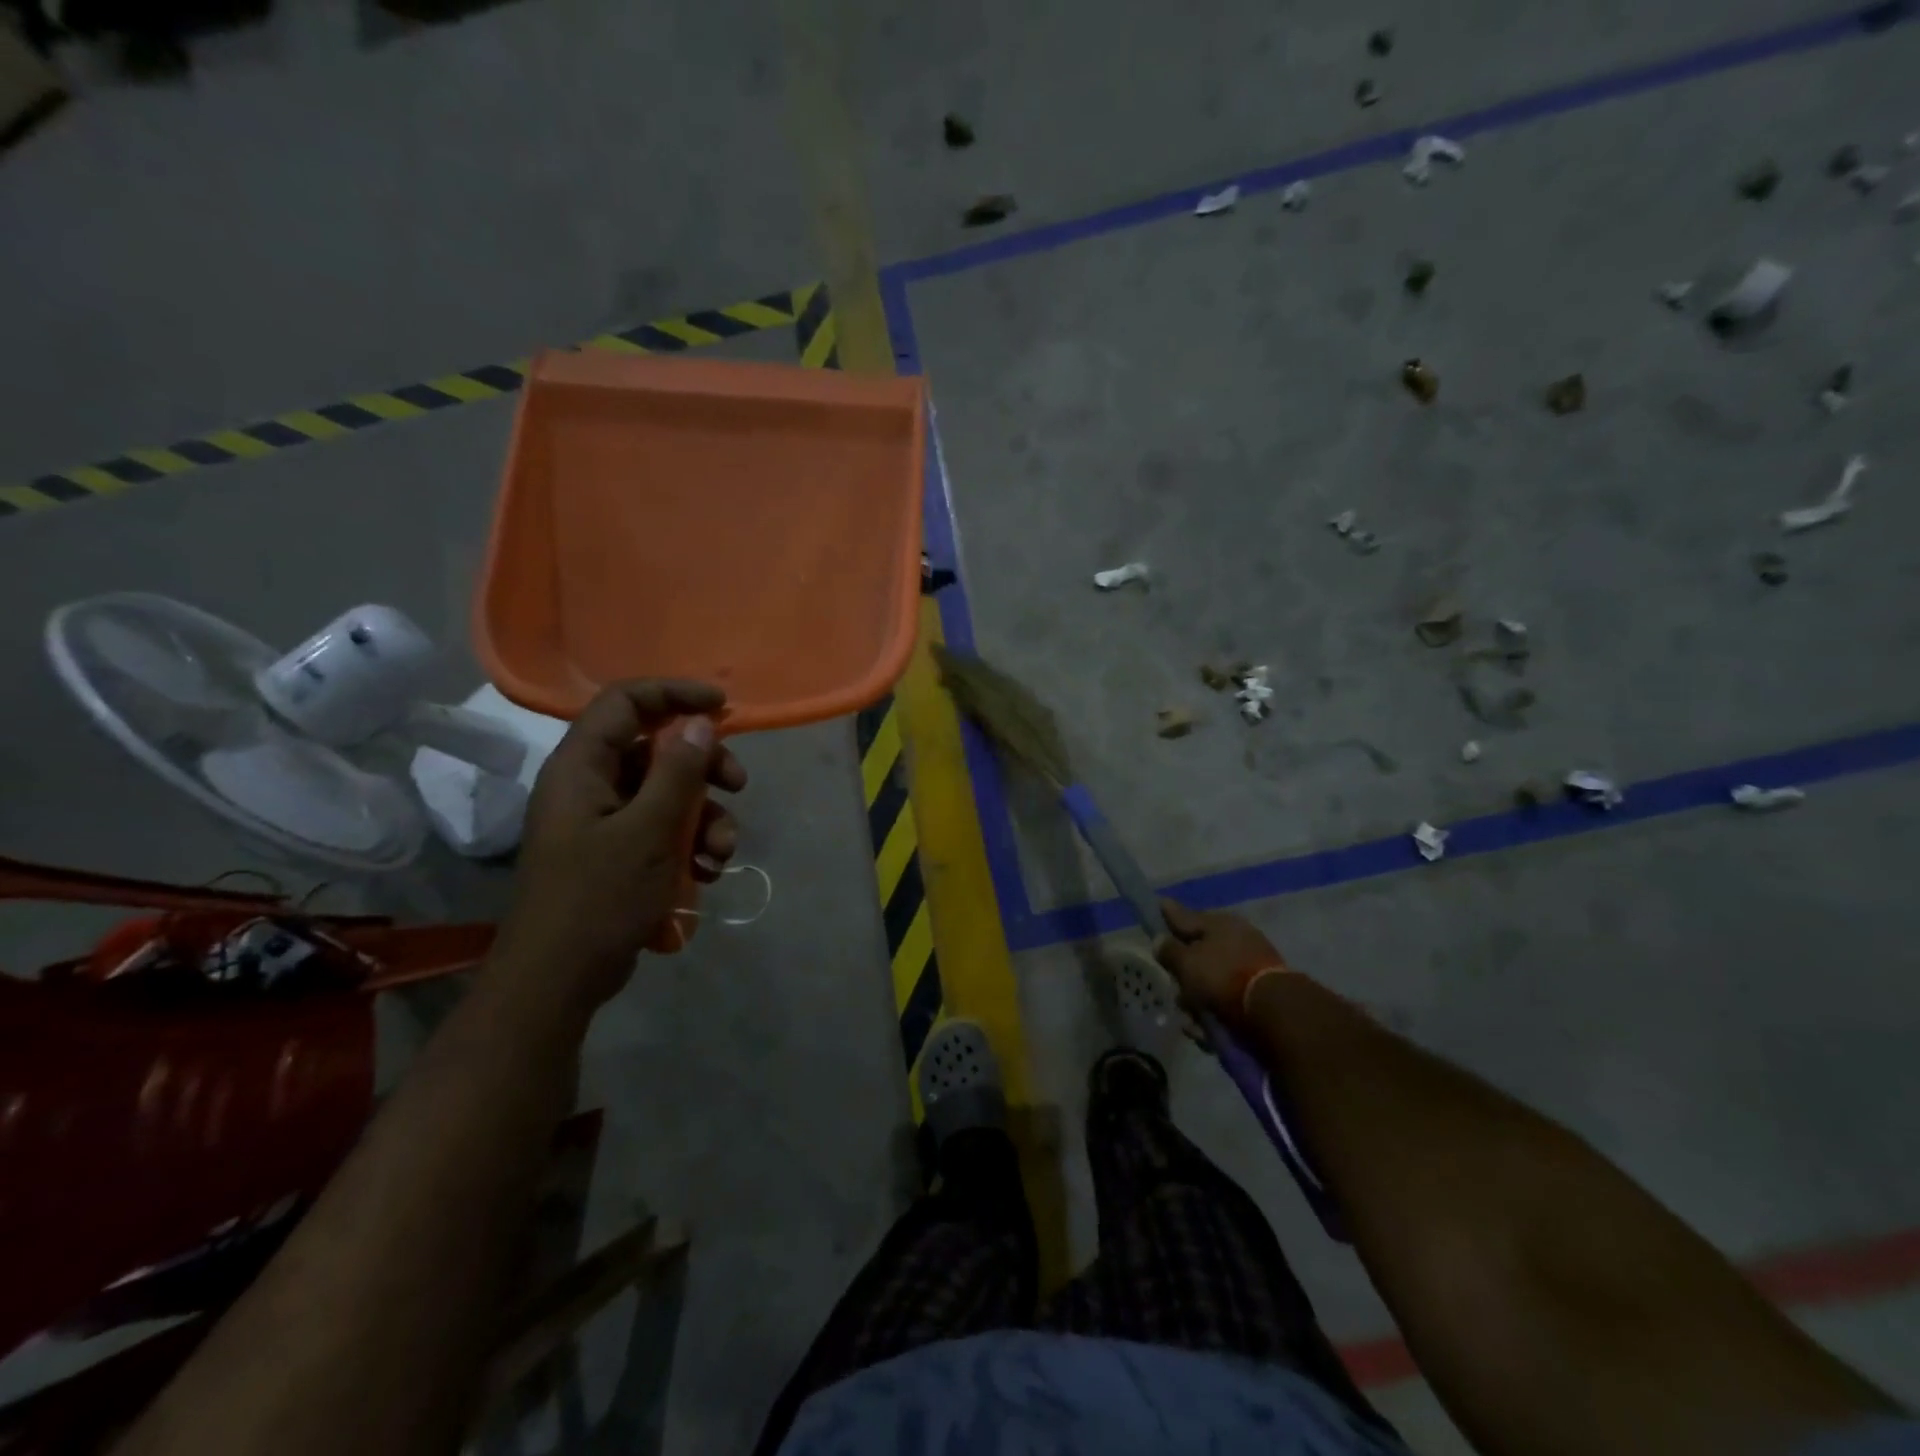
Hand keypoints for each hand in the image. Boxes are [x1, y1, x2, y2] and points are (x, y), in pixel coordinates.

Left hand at [497, 681, 748, 1011]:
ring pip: (668, 794)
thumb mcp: (649, 831)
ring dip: (704, 817)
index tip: (723, 706)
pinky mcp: (619, 853)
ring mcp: (605, 822)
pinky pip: (663, 829)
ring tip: (721, 854)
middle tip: (737, 785)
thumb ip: (678, 772)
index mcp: (581, 768)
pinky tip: (706, 874)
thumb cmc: (597, 898)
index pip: (625, 702)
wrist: (558, 982)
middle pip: (656, 749)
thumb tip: (702, 722)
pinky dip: (690, 844)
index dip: (674, 694)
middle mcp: (591, 786)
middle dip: (704, 767)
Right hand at [1154, 900, 1291, 1023]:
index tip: (1157, 907)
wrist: (1274, 1012)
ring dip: (1197, 999)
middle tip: (1176, 988)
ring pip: (1210, 980)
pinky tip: (1207, 1029)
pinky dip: (1215, 1013)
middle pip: (1197, 953)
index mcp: (1218, 923)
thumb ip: (1169, 950)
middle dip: (1183, 974)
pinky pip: (1226, 1000)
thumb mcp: (1186, 962)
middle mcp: (1235, 939)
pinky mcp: (1259, 993)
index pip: (1184, 916)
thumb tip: (1159, 939)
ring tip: (1191, 1019)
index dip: (1167, 915)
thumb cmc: (1223, 977)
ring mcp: (1250, 965)